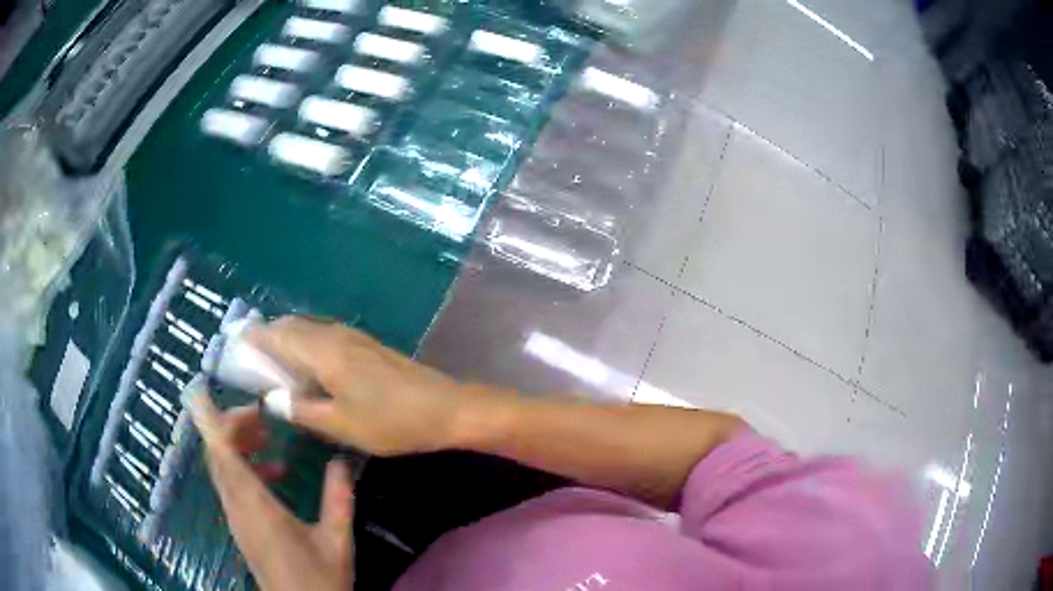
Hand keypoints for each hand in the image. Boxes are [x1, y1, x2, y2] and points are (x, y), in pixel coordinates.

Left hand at [183, 380, 354, 590]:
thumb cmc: (318, 579)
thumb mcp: (335, 539)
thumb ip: (338, 498)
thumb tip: (341, 459)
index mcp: (255, 504)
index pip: (221, 452)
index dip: (209, 418)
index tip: (202, 388)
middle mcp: (236, 505)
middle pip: (217, 454)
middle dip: (231, 425)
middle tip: (260, 413)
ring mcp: (235, 516)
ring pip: (222, 467)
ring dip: (237, 444)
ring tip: (267, 436)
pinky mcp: (240, 525)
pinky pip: (231, 483)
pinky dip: (244, 467)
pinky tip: (275, 473)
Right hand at [249, 316, 480, 455]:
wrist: (447, 409)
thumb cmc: (391, 421)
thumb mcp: (341, 425)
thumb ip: (301, 410)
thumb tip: (271, 398)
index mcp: (323, 351)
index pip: (277, 333)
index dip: (254, 336)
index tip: (234, 342)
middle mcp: (335, 335)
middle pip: (292, 326)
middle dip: (268, 336)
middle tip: (251, 360)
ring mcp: (354, 338)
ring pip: (310, 330)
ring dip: (288, 341)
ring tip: (274, 366)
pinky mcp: (368, 346)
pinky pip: (326, 338)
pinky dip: (307, 346)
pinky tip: (308, 369)